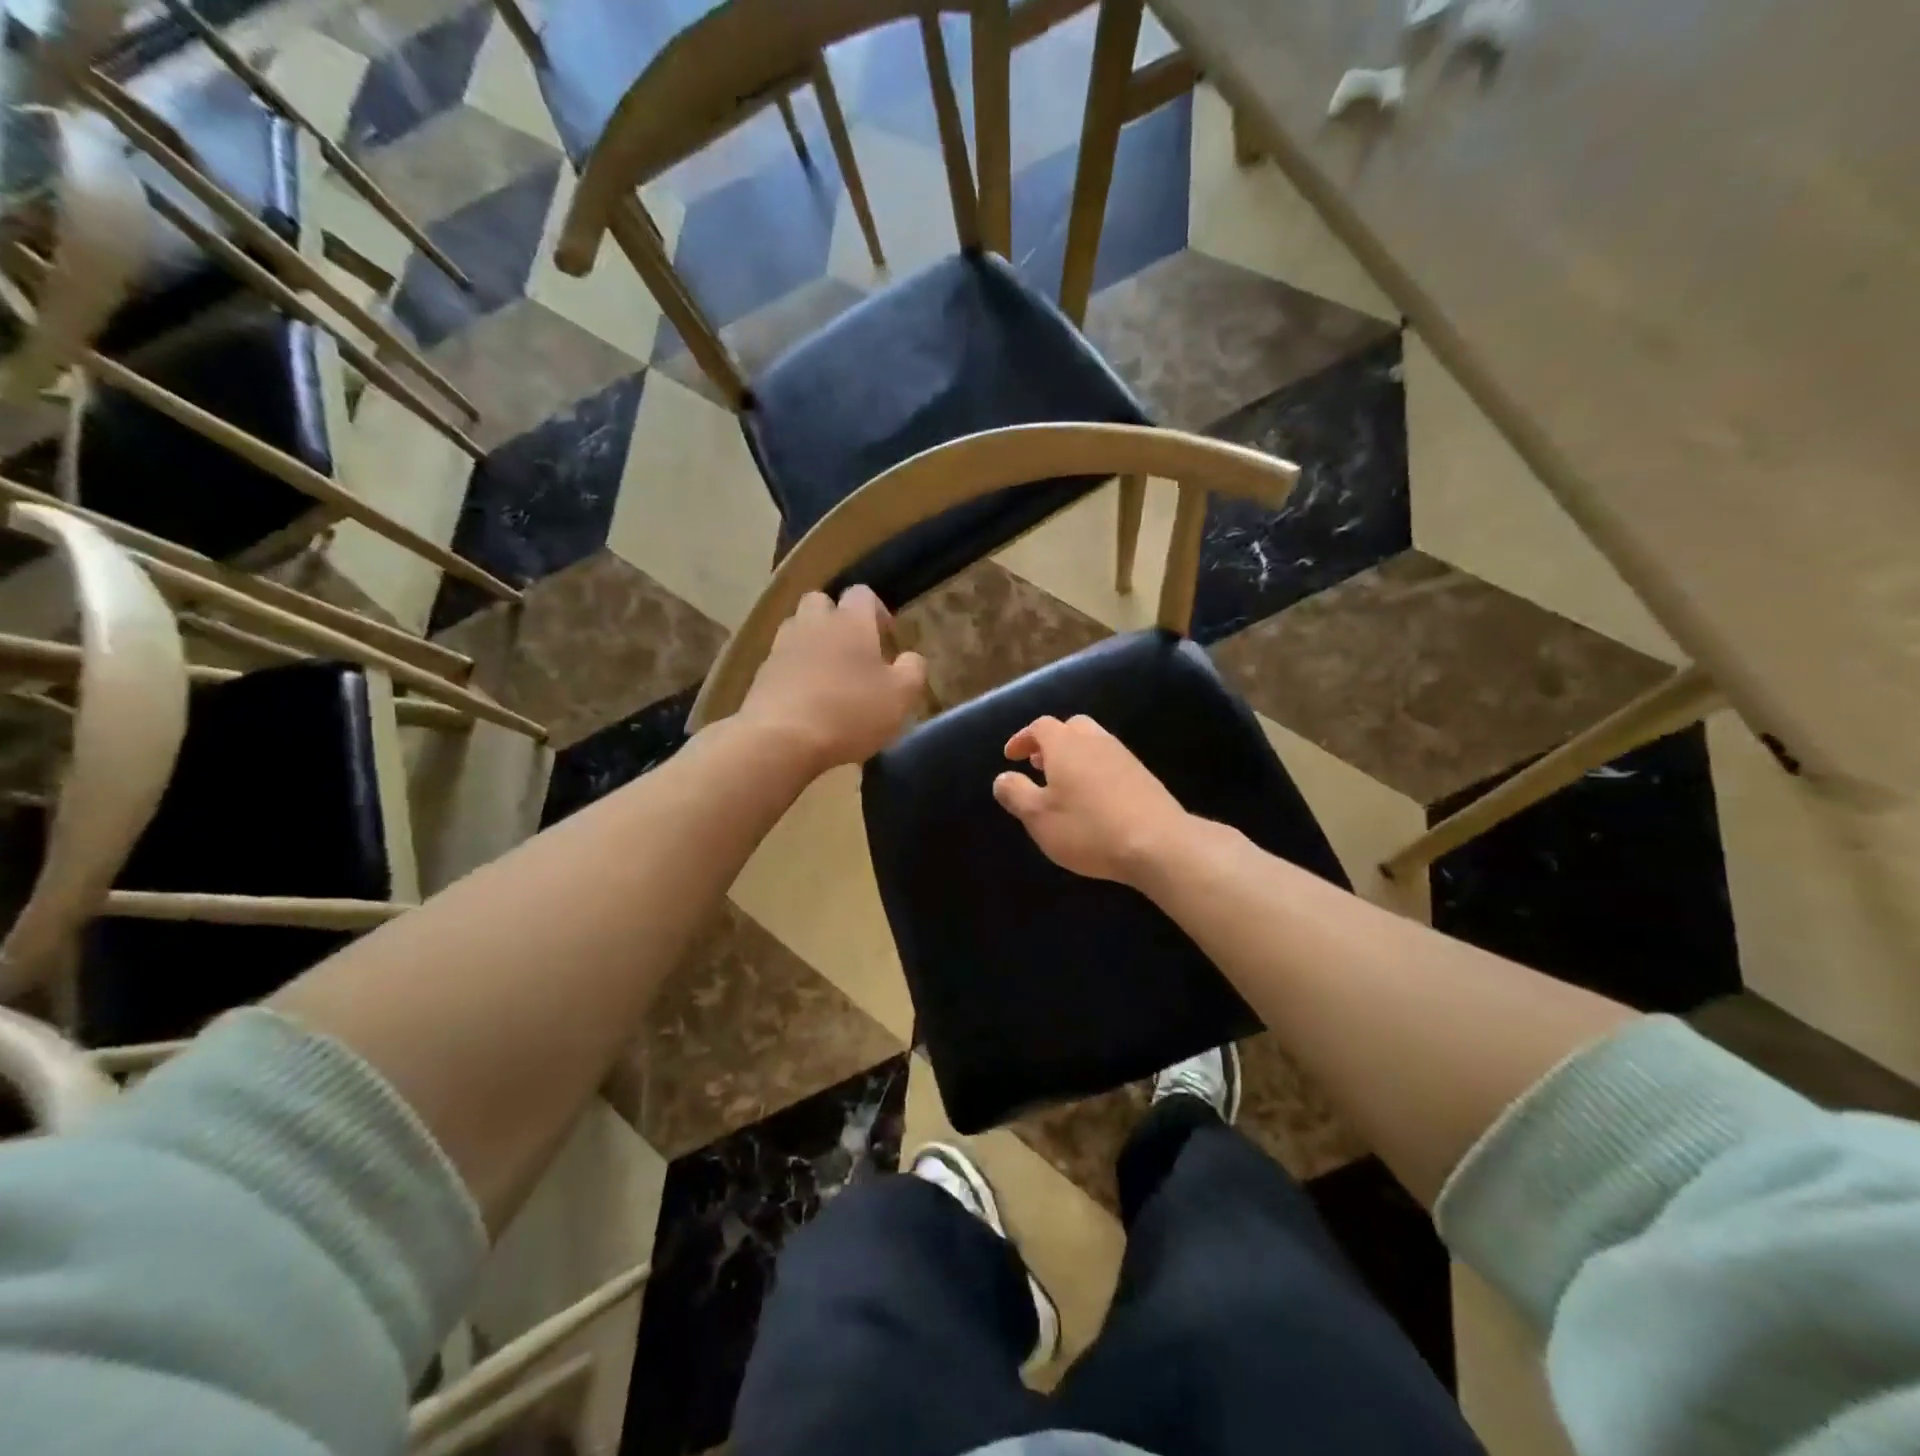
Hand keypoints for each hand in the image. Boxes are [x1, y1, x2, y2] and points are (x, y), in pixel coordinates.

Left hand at [737, 585, 927, 773]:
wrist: (781, 739)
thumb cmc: (850, 712)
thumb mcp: (901, 696)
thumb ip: (913, 670)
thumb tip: (911, 658)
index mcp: (850, 621)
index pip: (862, 594)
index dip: (876, 610)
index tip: (886, 636)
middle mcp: (813, 624)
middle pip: (820, 602)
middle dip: (836, 618)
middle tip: (853, 649)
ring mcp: (782, 647)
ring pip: (797, 629)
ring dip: (812, 642)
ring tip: (828, 674)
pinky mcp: (761, 675)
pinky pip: (781, 661)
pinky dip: (794, 671)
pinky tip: (806, 699)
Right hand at [992, 715, 1190, 885]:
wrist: (1158, 844)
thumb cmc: (1088, 828)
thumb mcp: (1038, 817)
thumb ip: (1016, 794)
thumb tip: (1002, 777)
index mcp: (1066, 744)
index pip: (1040, 726)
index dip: (1022, 738)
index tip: (1011, 756)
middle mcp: (1095, 741)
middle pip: (1071, 727)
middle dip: (1051, 741)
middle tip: (1039, 764)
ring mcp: (1124, 756)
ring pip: (1093, 742)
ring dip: (1074, 755)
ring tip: (1063, 783)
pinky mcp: (1144, 776)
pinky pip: (1111, 762)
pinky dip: (1094, 769)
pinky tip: (1093, 798)